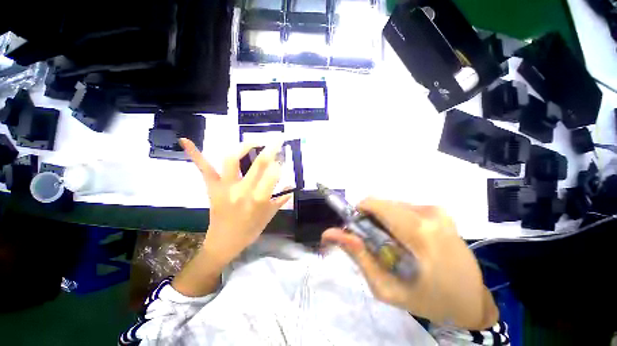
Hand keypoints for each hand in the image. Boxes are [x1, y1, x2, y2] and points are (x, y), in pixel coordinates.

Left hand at [180, 138, 291, 267]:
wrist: (223, 244)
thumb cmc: (249, 231)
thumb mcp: (269, 216)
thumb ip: (281, 200)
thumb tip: (291, 187)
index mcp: (259, 199)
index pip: (273, 175)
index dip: (279, 165)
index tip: (282, 161)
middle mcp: (242, 190)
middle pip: (259, 163)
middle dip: (271, 148)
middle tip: (277, 139)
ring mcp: (225, 187)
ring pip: (232, 160)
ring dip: (243, 146)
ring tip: (253, 141)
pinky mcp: (212, 188)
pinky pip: (204, 169)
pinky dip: (195, 154)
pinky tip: (185, 141)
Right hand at [322, 199, 497, 329]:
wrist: (472, 301)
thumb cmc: (429, 300)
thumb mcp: (386, 286)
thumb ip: (358, 255)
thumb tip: (329, 233)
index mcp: (418, 231)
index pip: (375, 204)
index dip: (360, 213)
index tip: (358, 230)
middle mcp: (429, 213)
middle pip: (382, 204)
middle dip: (372, 220)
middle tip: (376, 243)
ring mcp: (437, 210)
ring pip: (393, 206)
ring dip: (385, 221)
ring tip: (394, 245)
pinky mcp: (440, 211)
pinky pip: (406, 209)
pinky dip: (398, 221)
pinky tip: (407, 240)